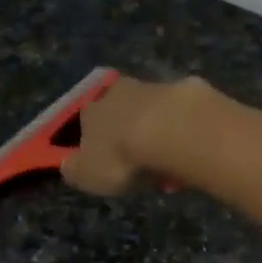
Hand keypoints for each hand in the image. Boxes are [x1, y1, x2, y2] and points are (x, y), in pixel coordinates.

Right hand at [61, 73, 206, 195]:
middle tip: (142, 163)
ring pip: (154, 111)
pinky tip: (193, 151)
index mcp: (92, 110)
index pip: (87, 122)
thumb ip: (75, 169)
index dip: (96, 142)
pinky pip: (185, 114)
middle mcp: (121, 91)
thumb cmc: (122, 157)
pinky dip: (187, 130)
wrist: (173, 132)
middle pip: (122, 110)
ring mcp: (158, 87)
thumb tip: (68, 165)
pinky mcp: (191, 90)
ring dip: (160, 132)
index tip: (108, 163)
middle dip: (130, 133)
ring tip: (170, 163)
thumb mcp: (86, 175)